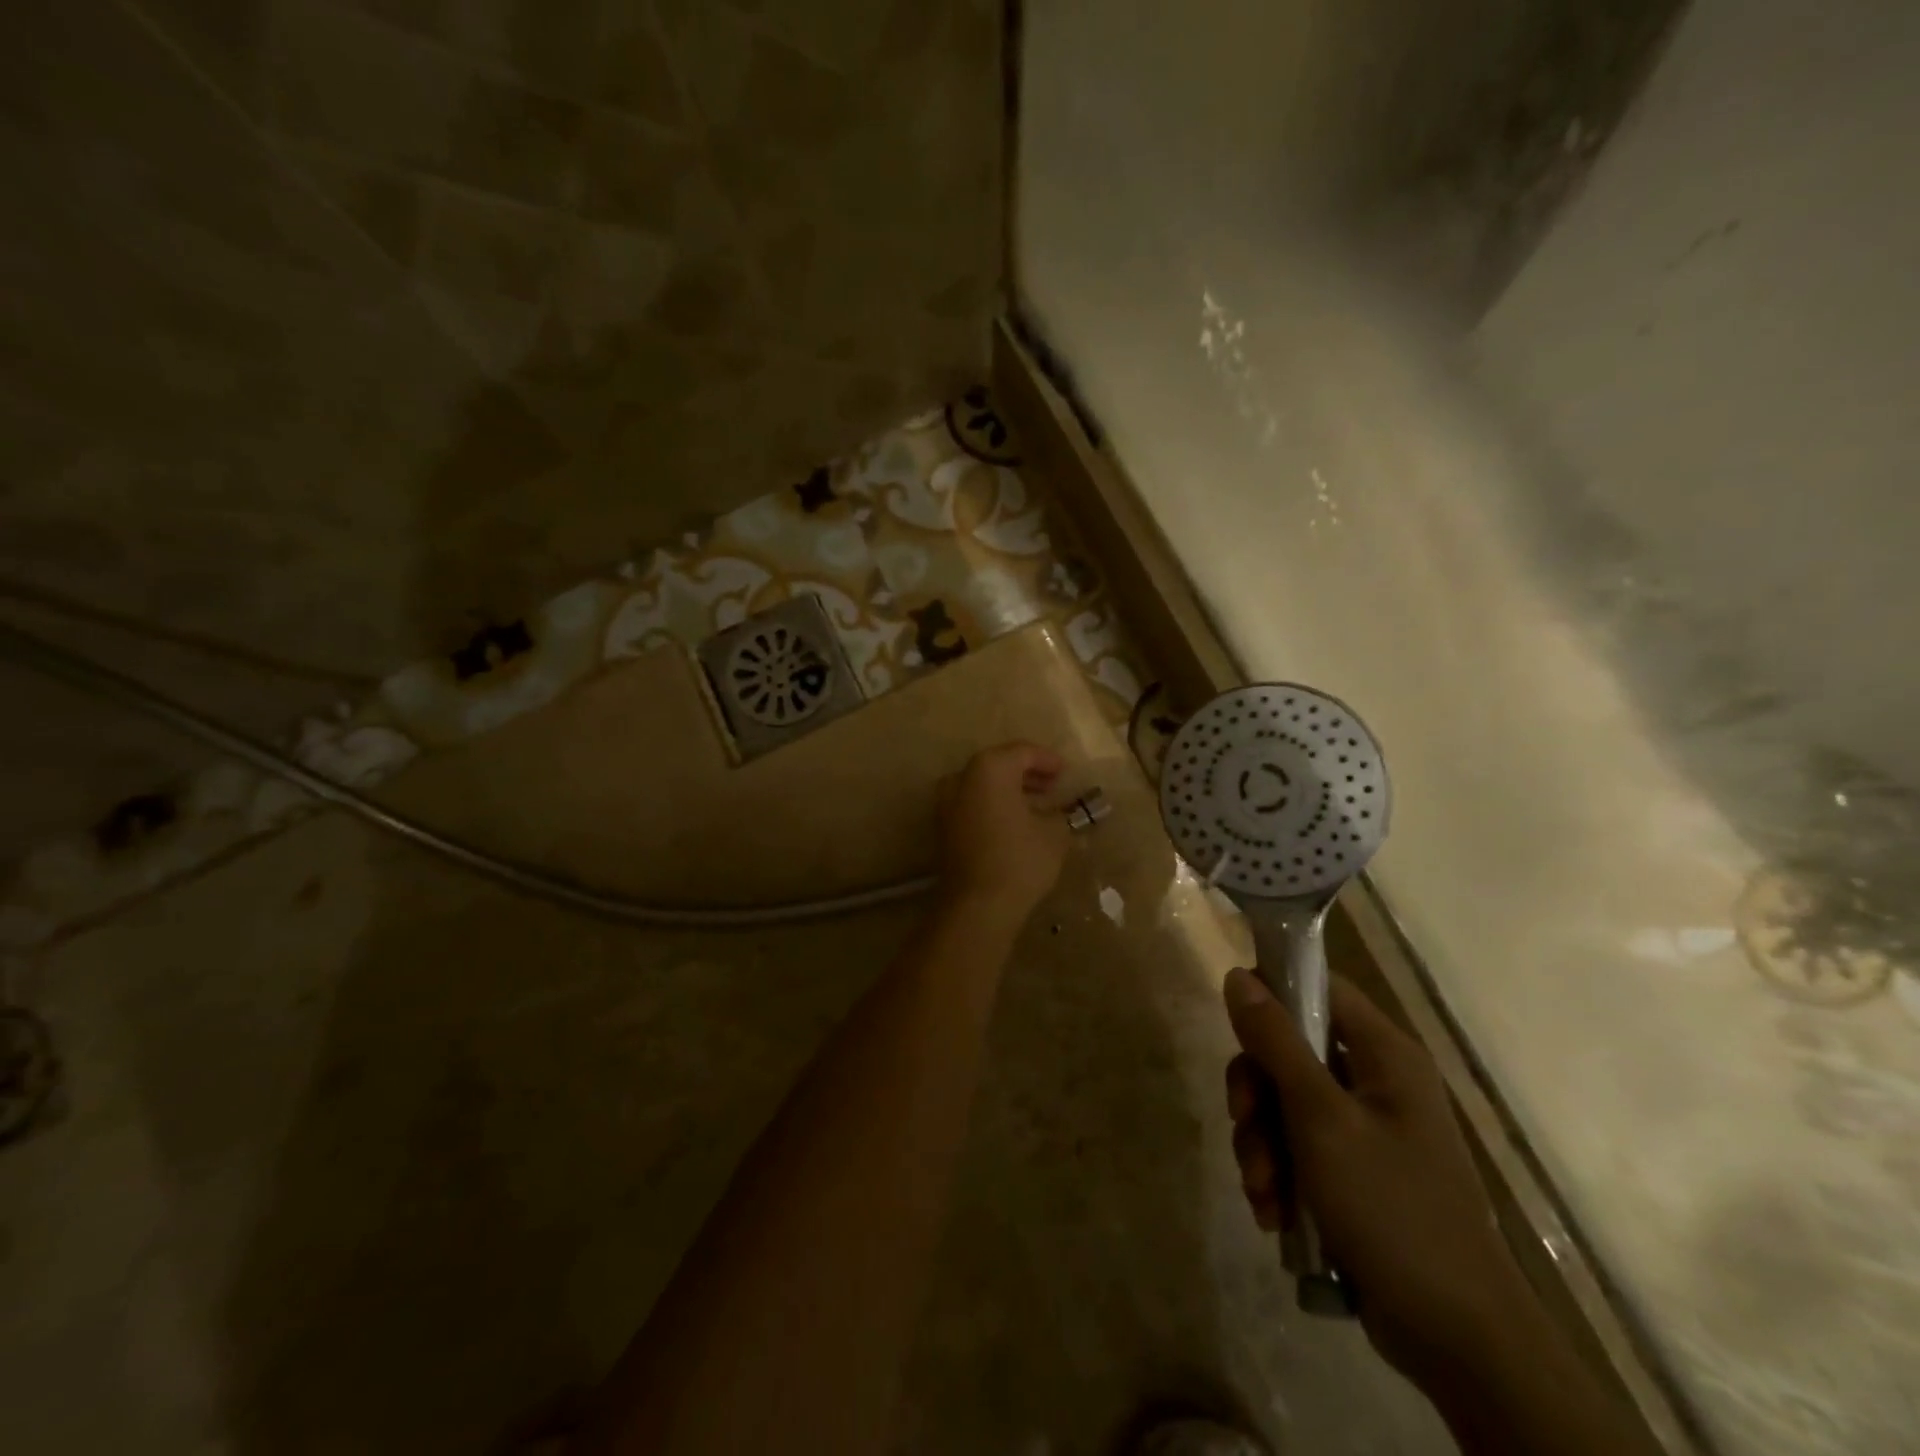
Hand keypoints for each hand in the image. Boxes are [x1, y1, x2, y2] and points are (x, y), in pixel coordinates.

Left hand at [935, 742, 1070, 921]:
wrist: (977, 905)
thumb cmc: (1019, 860)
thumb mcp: (1054, 833)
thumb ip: (1060, 813)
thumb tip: (1059, 812)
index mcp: (989, 768)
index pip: (1023, 752)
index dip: (1049, 760)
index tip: (1066, 773)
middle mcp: (962, 777)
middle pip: (1000, 765)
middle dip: (1028, 774)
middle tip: (1053, 786)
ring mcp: (947, 802)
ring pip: (984, 786)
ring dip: (1011, 791)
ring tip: (1038, 806)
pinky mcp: (943, 827)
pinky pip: (973, 805)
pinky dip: (994, 806)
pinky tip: (1016, 823)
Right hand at [1222, 969, 1531, 1391]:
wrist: (1458, 1340)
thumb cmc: (1392, 1208)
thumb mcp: (1319, 1118)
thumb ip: (1275, 1041)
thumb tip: (1237, 975)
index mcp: (1383, 1053)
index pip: (1319, 986)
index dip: (1271, 993)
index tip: (1233, 1025)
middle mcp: (1375, 1080)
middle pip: (1288, 1050)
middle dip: (1256, 1094)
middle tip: (1243, 1125)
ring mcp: (1364, 1129)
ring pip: (1284, 1104)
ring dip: (1261, 1144)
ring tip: (1264, 1192)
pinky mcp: (1353, 1173)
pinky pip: (1296, 1148)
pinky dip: (1278, 1175)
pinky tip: (1275, 1214)